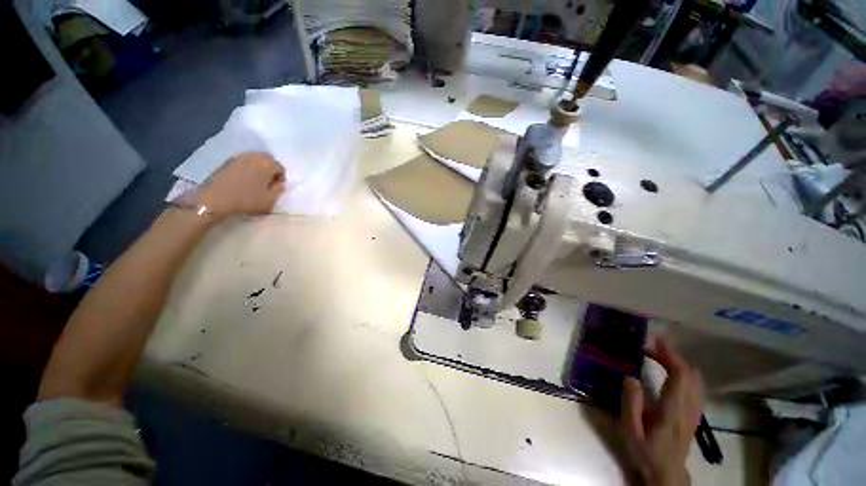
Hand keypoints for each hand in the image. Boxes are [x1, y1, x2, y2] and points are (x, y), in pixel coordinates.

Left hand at [192, 152, 285, 217]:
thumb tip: (280, 184)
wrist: (215, 199)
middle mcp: (254, 156)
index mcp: (267, 164)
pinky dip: (247, 168)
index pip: (280, 168)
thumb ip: (279, 190)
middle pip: (268, 160)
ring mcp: (239, 157)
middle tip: (268, 183)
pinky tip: (243, 179)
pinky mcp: (227, 161)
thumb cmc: (246, 200)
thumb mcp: (269, 200)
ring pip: (255, 159)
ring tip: (255, 181)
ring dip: (258, 168)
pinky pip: (243, 162)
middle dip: (270, 170)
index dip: (281, 178)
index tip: (276, 188)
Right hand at [621, 338, 702, 485]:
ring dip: (680, 364)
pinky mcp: (694, 415)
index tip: (654, 341)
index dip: (670, 355)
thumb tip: (630, 377)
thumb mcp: (631, 430)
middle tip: (651, 347)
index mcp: (672, 410)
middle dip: (673, 356)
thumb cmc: (646, 452)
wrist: (666, 474)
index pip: (680, 375)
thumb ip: (631, 403)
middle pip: (690, 374)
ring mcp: (694, 412)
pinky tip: (672, 375)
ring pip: (696, 381)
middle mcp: (688, 408)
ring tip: (659, 357)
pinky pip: (696, 388)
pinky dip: (686, 375)